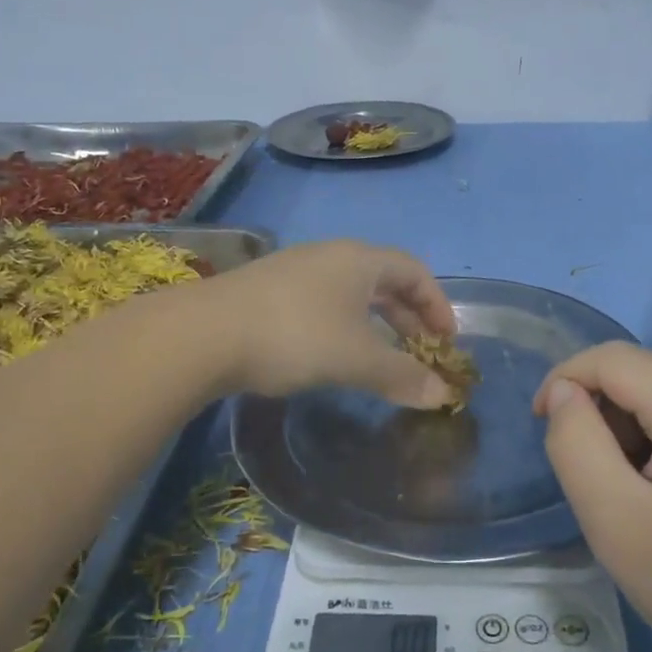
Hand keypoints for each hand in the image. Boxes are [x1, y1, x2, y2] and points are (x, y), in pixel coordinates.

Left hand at [207, 240, 458, 406]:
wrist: (204, 333)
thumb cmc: (295, 336)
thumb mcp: (356, 359)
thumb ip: (402, 376)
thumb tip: (442, 395)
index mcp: (360, 260)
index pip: (415, 272)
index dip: (438, 305)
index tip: (447, 341)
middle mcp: (330, 256)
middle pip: (384, 281)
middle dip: (408, 318)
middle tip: (421, 353)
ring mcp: (295, 271)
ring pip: (351, 294)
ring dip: (375, 325)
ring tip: (381, 358)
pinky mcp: (268, 292)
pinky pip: (323, 304)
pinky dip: (344, 327)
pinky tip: (333, 355)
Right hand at [533, 344, 651, 651]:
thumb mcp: (614, 520)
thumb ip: (574, 442)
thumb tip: (564, 392)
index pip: (612, 359)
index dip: (564, 381)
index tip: (543, 428)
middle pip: (644, 374)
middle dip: (604, 414)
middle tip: (598, 483)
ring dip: (636, 430)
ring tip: (639, 497)